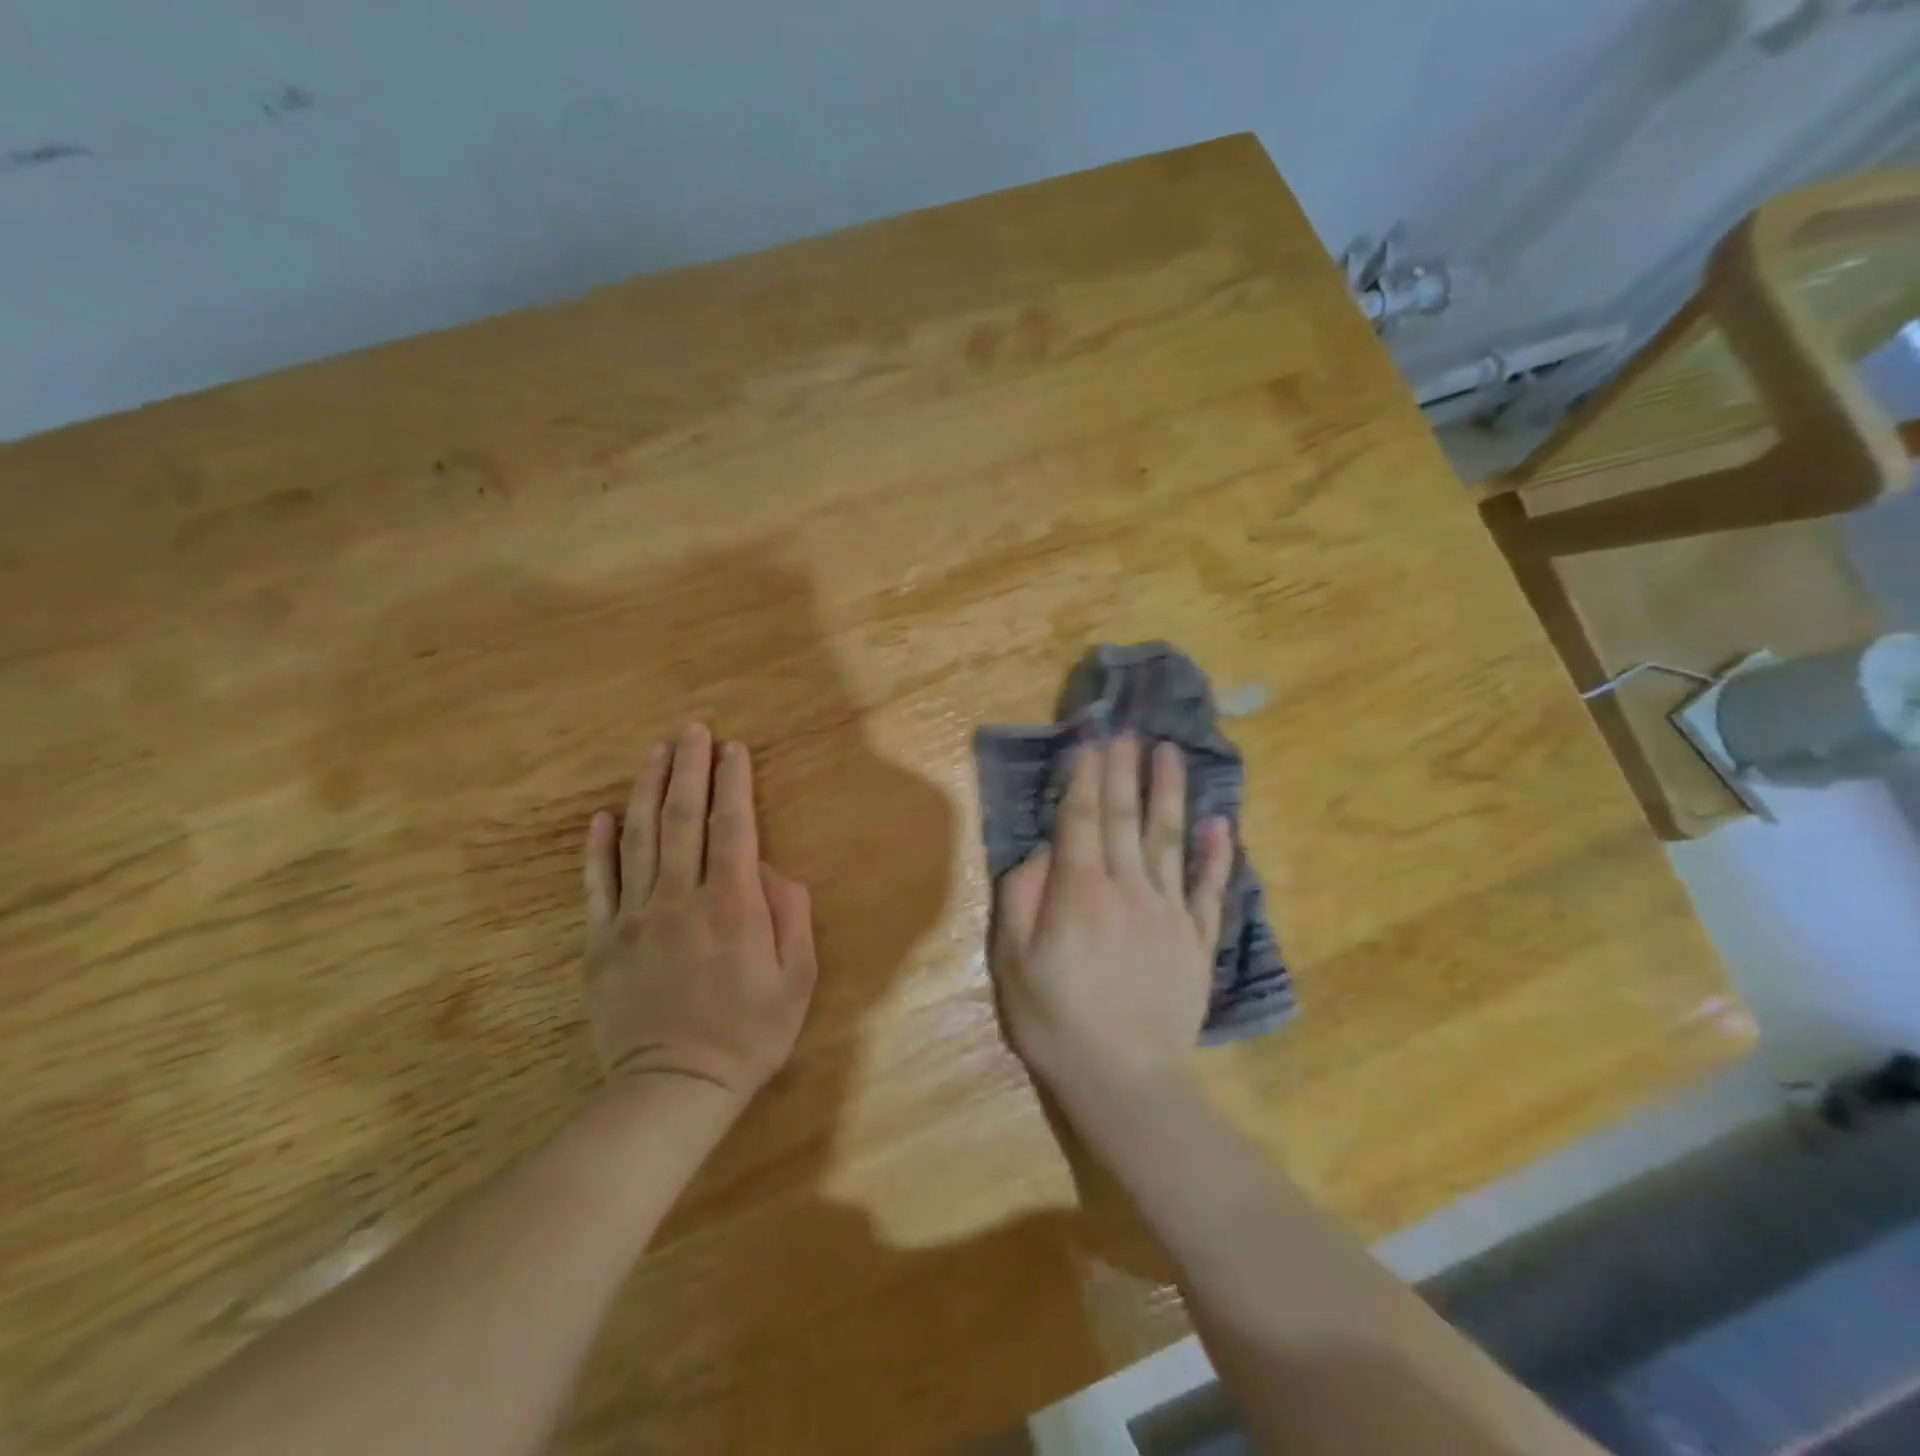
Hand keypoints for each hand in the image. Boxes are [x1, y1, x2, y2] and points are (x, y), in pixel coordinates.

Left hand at [582, 725, 817, 1107]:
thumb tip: (772, 872)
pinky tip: (602, 815)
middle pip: (682, 819)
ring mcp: (634, 918)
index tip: (733, 748)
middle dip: (689, 769)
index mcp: (732, 906)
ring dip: (647, 790)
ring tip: (654, 752)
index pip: (731, 827)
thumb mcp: (796, 980)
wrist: (672, 1089)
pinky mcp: (602, 942)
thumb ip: (790, 917)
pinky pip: (597, 884)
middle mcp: (681, 899)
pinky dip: (599, 846)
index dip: (733, 783)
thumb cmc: (748, 1034)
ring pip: (638, 839)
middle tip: (692, 730)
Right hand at [990, 736, 1232, 1100]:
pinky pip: (1209, 888)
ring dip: (1169, 793)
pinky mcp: (1197, 939)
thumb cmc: (1057, 1021)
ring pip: (1170, 840)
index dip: (1086, 777)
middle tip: (1129, 731)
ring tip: (1170, 754)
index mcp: (1080, 892)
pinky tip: (1220, 823)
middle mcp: (1128, 888)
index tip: (1092, 741)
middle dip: (1124, 771)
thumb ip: (1021, 898)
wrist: (1126, 1080)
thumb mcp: (1013, 963)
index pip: (1081, 820)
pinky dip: (1216, 854)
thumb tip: (1040, 852)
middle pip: (1125, 818)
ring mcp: (1169, 912)